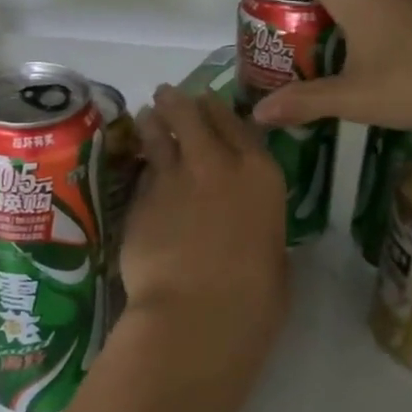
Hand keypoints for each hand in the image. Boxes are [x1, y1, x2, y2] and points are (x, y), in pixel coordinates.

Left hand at [120, 87, 287, 350]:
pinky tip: (137, 166)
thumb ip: (258, 225)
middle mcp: (216, 163)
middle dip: (177, 102)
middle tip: (167, 97)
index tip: (207, 102)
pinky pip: (141, 172)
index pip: (236, 123)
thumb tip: (248, 226)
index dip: (218, 109)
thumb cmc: (255, 298)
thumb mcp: (274, 256)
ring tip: (147, 116)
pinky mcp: (140, 198)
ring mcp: (173, 177)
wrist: (197, 314)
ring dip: (152, 122)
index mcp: (260, 173)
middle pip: (191, 113)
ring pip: (157, 132)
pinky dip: (140, 166)